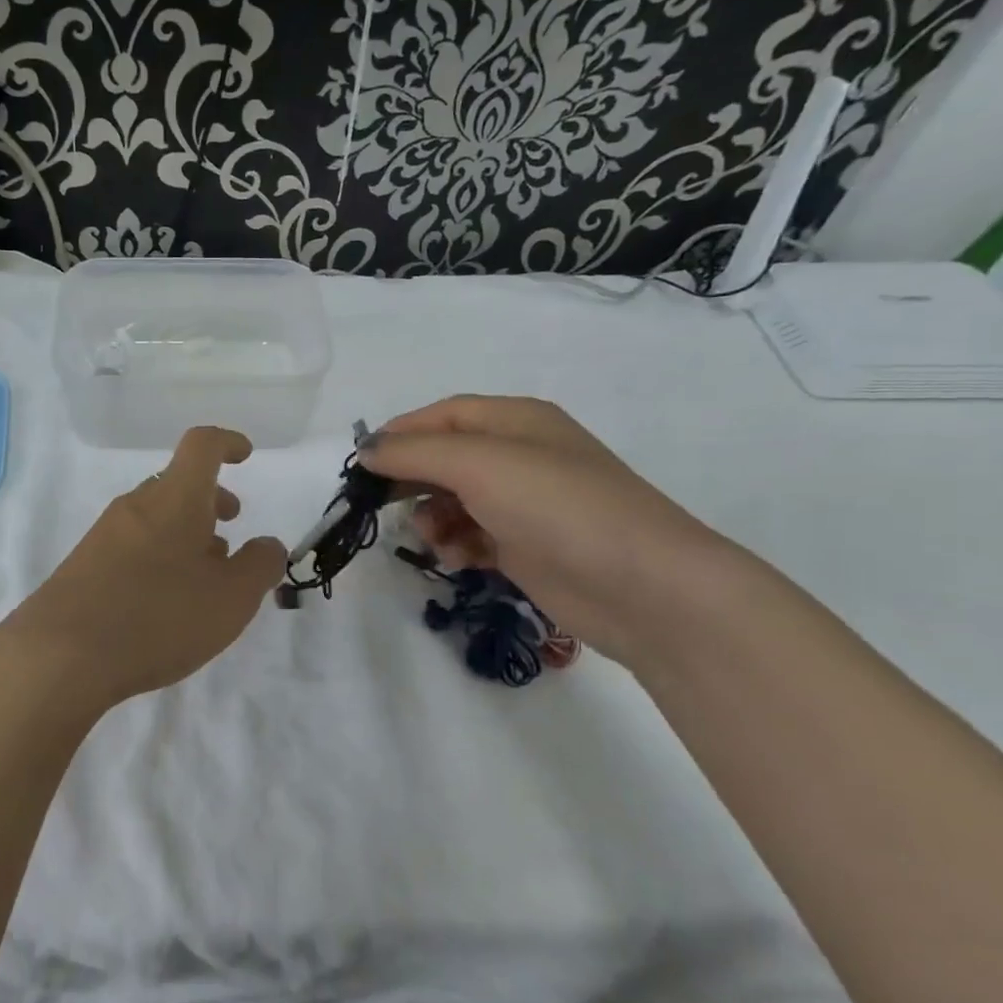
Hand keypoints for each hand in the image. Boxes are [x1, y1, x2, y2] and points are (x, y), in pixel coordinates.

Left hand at [0, 427, 287, 710]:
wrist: (61, 655)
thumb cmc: (158, 618)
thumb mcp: (231, 599)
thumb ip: (260, 566)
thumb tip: (268, 545)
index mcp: (175, 498)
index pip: (202, 445)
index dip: (228, 443)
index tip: (246, 456)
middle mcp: (136, 505)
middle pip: (177, 483)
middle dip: (209, 500)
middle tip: (230, 528)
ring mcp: (104, 534)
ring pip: (155, 516)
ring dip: (185, 532)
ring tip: (203, 575)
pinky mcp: (84, 564)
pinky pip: (132, 543)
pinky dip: (158, 555)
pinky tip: (164, 600)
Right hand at [360, 396, 732, 664]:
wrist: (642, 587)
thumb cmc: (557, 507)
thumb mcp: (479, 465)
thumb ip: (414, 453)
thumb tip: (366, 449)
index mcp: (515, 421)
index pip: (442, 415)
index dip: (399, 434)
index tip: (361, 464)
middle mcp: (519, 456)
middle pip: (444, 458)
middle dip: (412, 481)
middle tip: (378, 506)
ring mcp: (523, 504)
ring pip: (452, 501)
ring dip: (432, 519)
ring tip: (436, 539)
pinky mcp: (525, 547)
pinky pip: (471, 536)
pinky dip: (457, 545)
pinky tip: (460, 560)